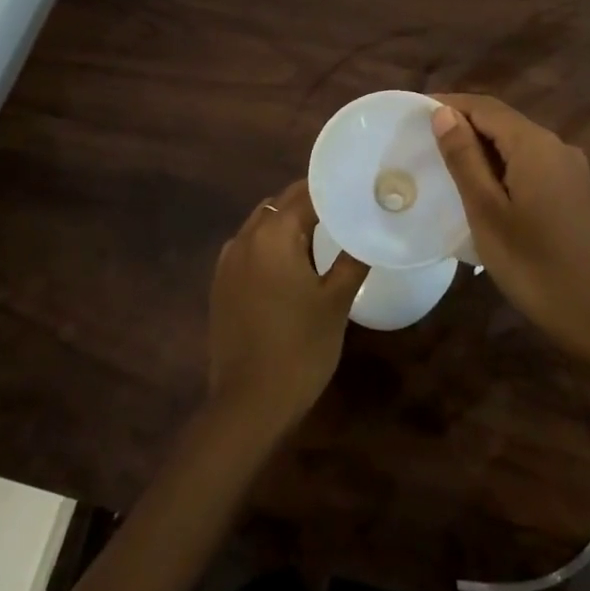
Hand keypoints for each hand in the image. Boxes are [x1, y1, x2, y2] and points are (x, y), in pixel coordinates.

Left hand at [206, 178, 368, 438]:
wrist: (249, 404)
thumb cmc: (299, 349)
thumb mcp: (336, 302)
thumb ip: (352, 259)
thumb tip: (368, 229)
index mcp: (273, 235)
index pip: (305, 194)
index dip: (332, 188)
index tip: (356, 186)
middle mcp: (245, 237)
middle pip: (281, 204)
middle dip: (311, 201)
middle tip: (345, 207)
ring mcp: (228, 261)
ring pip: (263, 223)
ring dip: (289, 222)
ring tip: (323, 232)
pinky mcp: (221, 283)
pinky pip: (249, 247)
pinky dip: (271, 243)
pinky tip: (292, 262)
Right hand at [430, 93, 589, 368]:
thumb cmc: (534, 265)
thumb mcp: (486, 211)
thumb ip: (464, 158)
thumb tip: (443, 113)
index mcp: (535, 145)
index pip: (485, 107)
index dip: (450, 104)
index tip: (415, 114)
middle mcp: (557, 146)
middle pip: (504, 122)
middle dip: (464, 125)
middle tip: (424, 142)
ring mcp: (571, 170)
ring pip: (518, 144)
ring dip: (483, 148)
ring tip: (447, 165)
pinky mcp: (576, 193)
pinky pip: (532, 164)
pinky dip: (503, 167)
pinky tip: (485, 190)